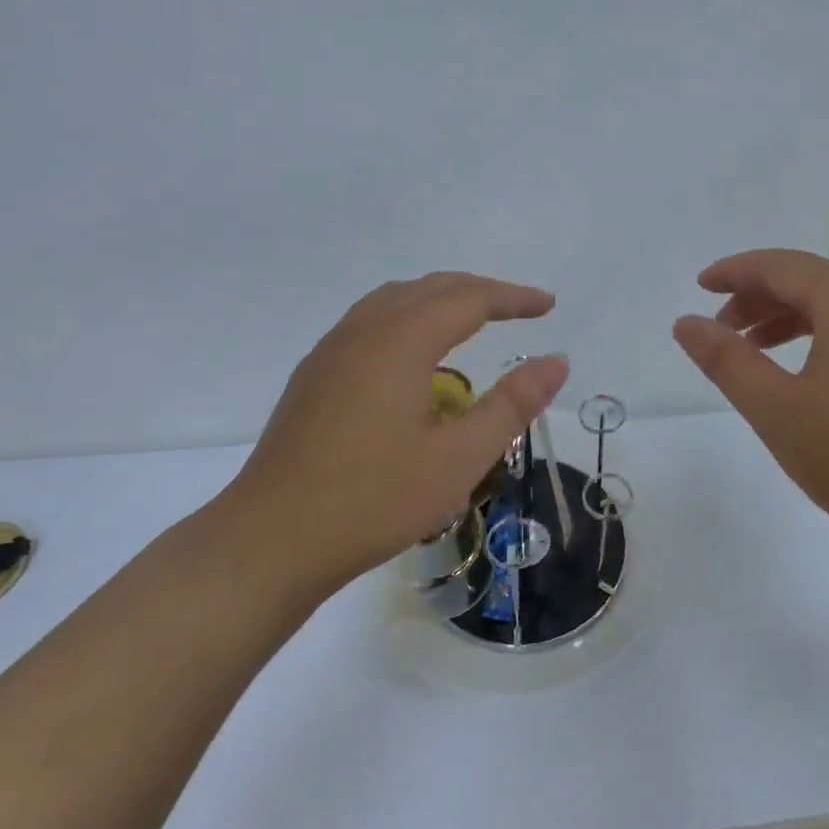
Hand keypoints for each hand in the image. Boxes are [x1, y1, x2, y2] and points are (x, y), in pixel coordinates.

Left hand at [201, 273, 568, 606]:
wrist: (271, 539)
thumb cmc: (374, 499)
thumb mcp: (460, 457)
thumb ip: (512, 404)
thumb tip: (557, 361)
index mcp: (400, 341)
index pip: (469, 298)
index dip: (513, 298)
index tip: (549, 305)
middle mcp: (363, 331)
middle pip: (429, 288)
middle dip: (480, 291)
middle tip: (520, 309)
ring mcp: (331, 352)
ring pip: (394, 301)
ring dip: (440, 300)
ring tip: (473, 321)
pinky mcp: (314, 376)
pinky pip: (370, 322)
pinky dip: (408, 319)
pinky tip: (415, 357)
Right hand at [673, 249, 828, 554]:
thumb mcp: (775, 408)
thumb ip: (726, 360)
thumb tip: (685, 323)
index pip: (782, 266)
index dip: (736, 272)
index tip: (700, 287)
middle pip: (812, 282)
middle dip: (760, 299)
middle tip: (722, 331)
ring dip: (790, 319)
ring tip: (755, 352)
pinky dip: (823, 337)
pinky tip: (805, 372)